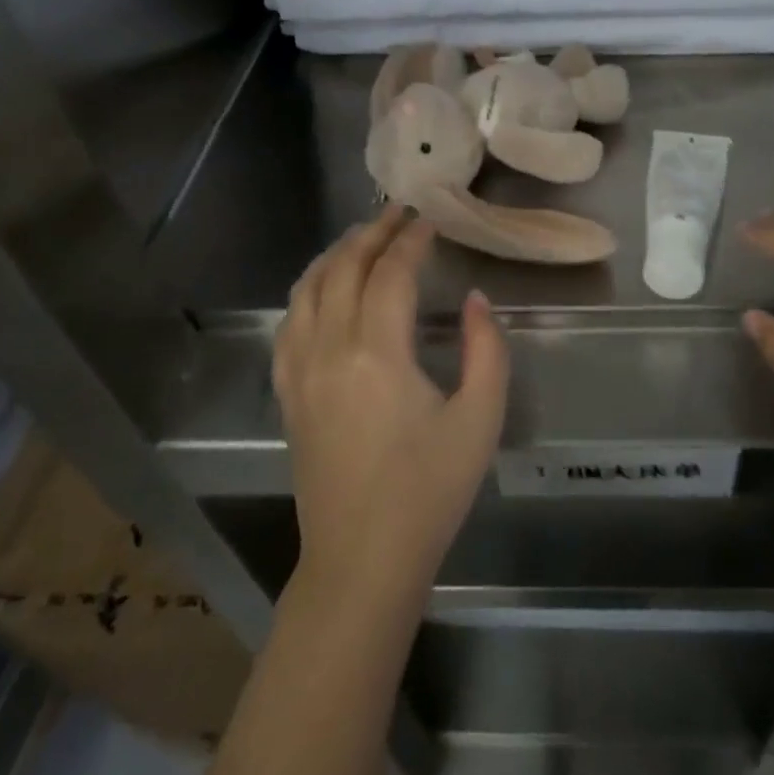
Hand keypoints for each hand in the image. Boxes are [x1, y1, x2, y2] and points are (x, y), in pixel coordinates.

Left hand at [275, 206, 508, 596]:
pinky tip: (322, 287)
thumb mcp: (480, 419)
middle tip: (398, 213)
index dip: (411, 241)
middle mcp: (330, 350)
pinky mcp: (288, 393)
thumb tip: (473, 301)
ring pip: (308, 289)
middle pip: (343, 269)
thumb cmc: (429, 492)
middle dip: (372, 234)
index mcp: (378, 354)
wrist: (362, 561)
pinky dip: (307, 290)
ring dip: (335, 254)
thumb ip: (485, 349)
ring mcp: (300, 371)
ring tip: (362, 237)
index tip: (430, 221)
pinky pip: (289, 324)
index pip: (390, 274)